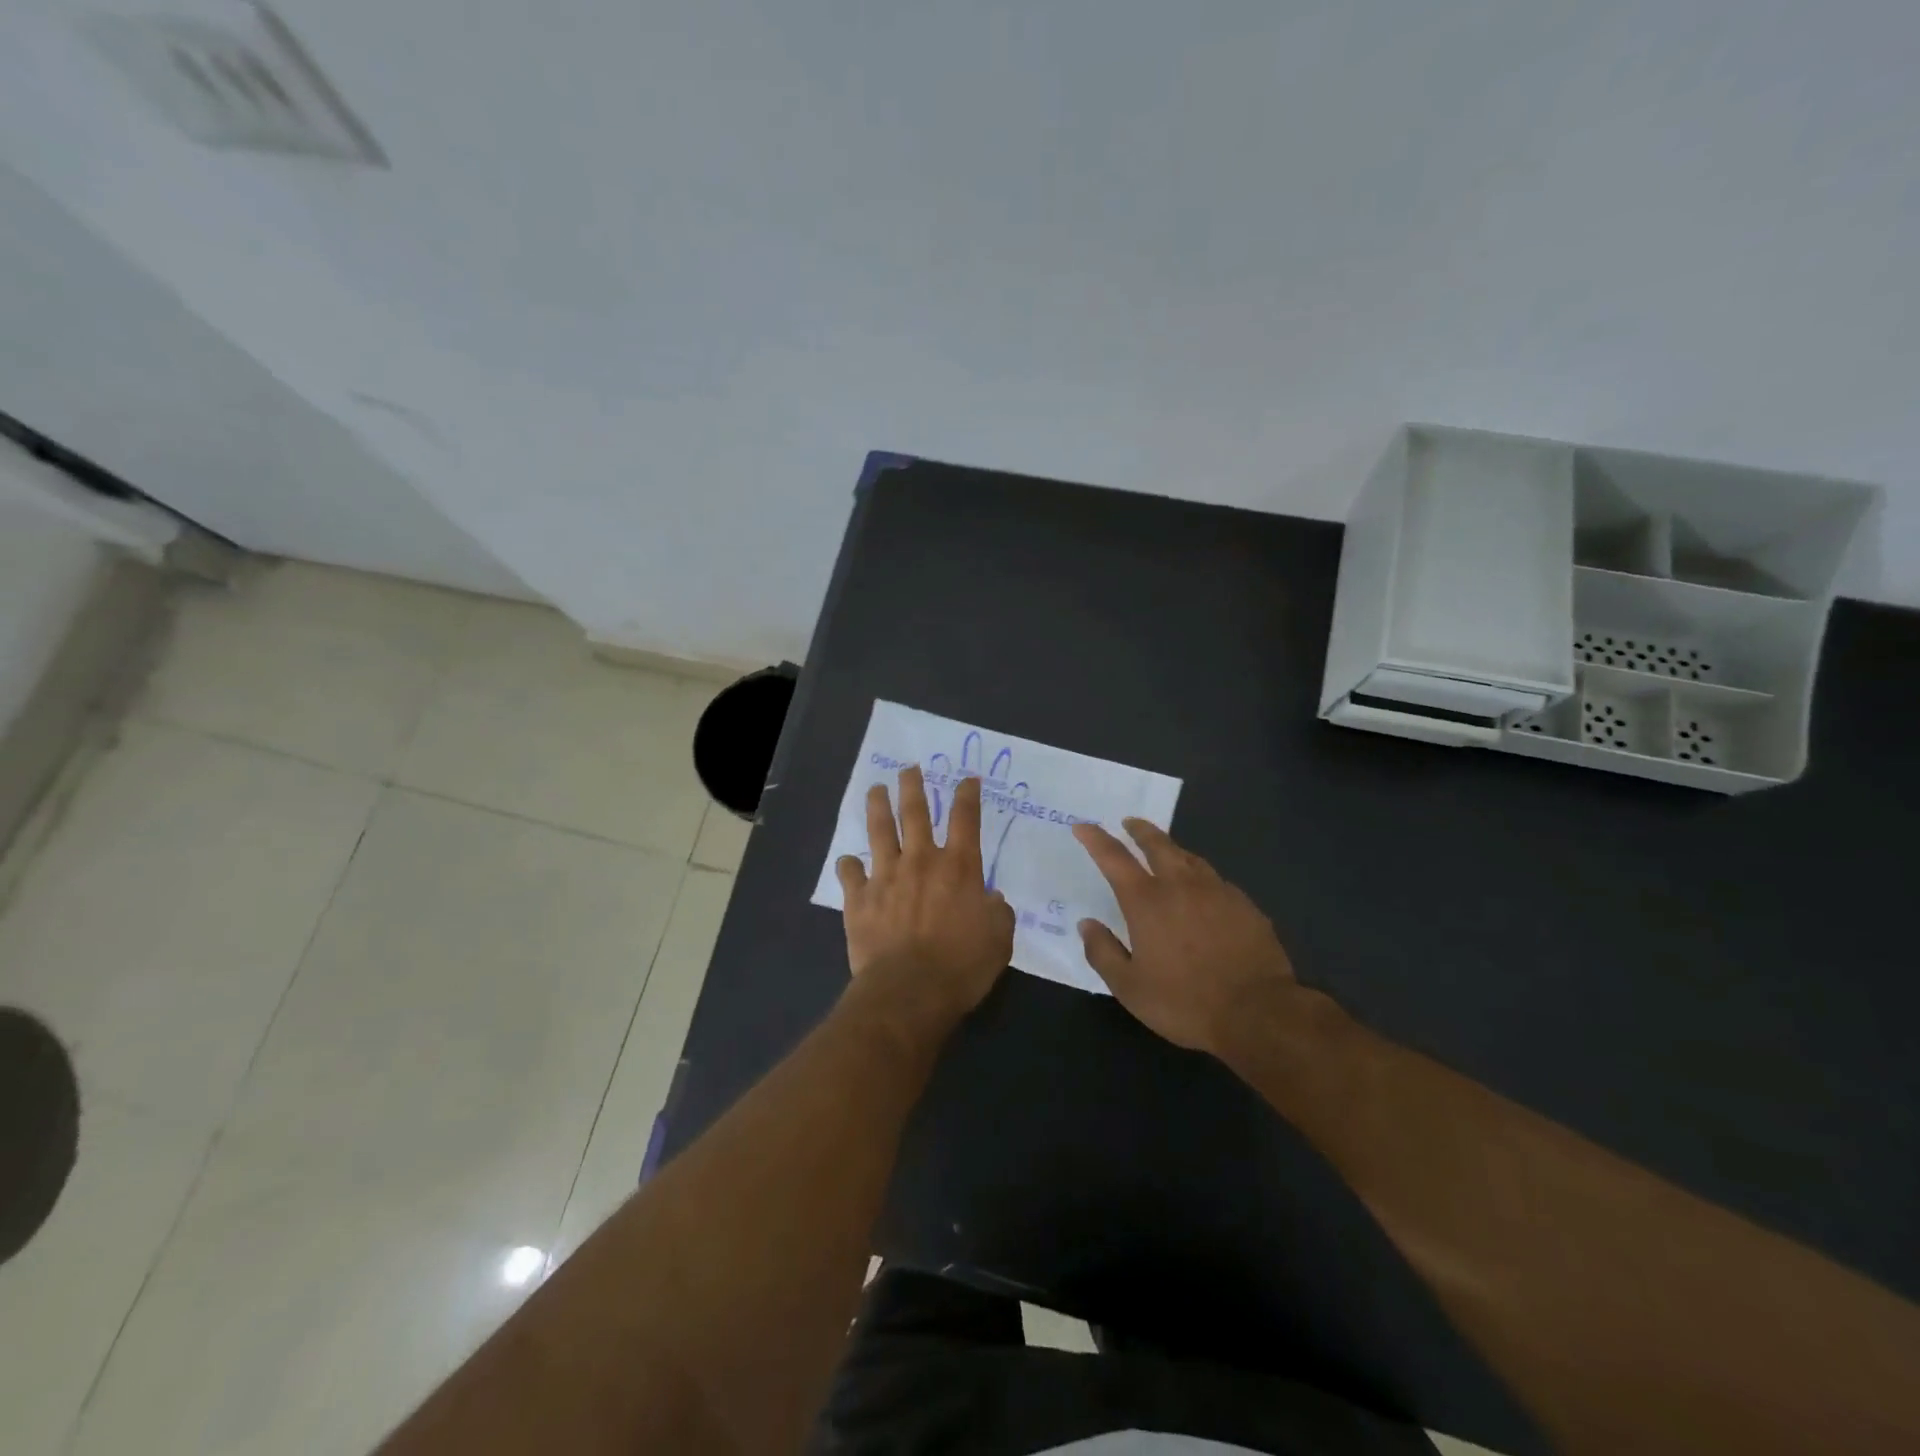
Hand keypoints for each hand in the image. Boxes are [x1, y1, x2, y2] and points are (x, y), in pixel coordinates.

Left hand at [836, 767, 1014, 1029]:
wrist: (909, 991)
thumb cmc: (962, 966)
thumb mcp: (999, 939)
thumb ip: (997, 912)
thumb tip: (991, 899)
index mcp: (958, 867)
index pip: (965, 818)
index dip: (967, 795)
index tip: (967, 779)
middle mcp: (921, 861)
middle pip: (915, 811)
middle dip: (913, 786)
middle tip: (908, 769)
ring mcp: (886, 876)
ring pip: (879, 831)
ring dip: (878, 807)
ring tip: (875, 790)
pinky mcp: (860, 899)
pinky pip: (850, 874)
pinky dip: (849, 866)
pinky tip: (848, 862)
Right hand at [1072, 819, 1295, 1055]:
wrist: (1258, 1013)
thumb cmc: (1185, 1002)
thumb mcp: (1130, 987)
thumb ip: (1103, 952)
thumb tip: (1087, 924)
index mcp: (1147, 901)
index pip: (1114, 858)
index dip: (1095, 839)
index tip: (1083, 826)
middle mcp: (1181, 885)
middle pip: (1157, 844)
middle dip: (1140, 830)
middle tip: (1130, 822)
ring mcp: (1217, 892)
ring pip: (1190, 858)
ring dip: (1172, 849)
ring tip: (1165, 850)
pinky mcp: (1245, 905)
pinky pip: (1216, 881)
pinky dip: (1201, 877)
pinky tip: (1204, 891)